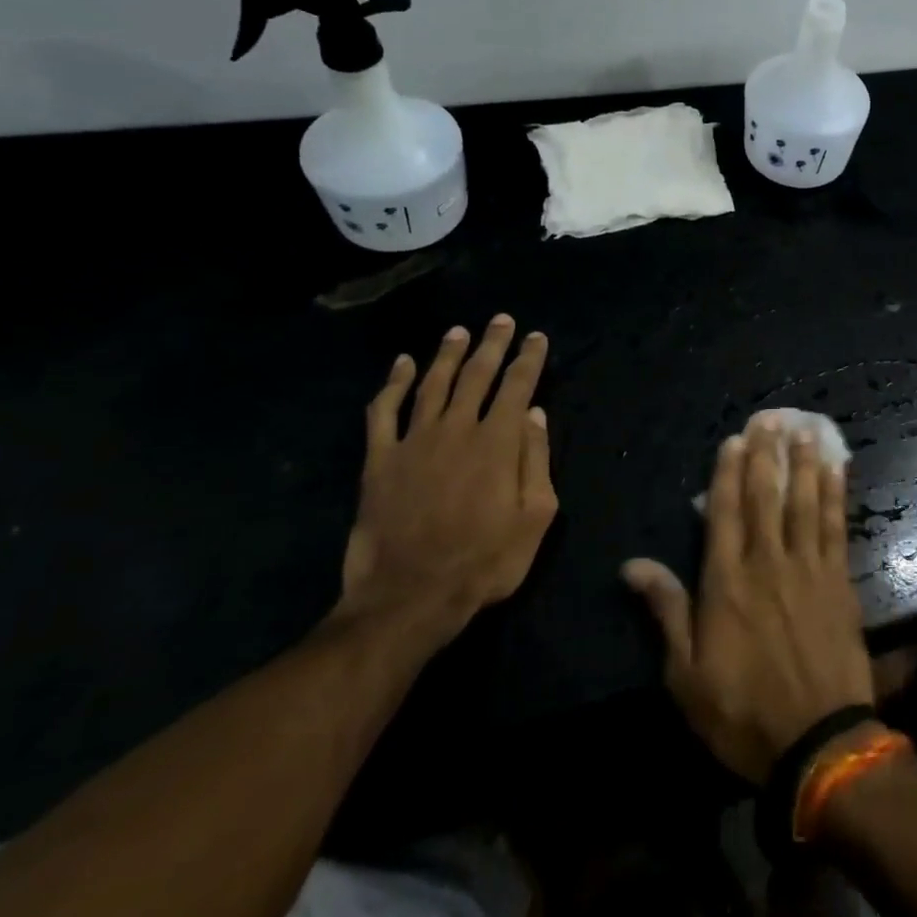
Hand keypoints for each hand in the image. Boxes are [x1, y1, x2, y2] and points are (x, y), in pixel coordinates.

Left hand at [336, 314, 555, 648]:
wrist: (410, 597)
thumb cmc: (484, 561)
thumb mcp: (535, 516)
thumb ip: (536, 459)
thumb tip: (533, 413)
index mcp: (498, 441)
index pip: (517, 385)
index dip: (528, 358)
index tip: (536, 337)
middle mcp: (457, 428)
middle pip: (477, 374)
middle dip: (492, 343)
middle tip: (501, 320)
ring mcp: (414, 441)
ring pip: (433, 383)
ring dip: (448, 354)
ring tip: (459, 331)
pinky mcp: (380, 460)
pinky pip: (384, 412)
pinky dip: (391, 384)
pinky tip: (400, 364)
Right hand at [623, 414, 872, 782]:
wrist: (817, 743)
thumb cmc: (742, 712)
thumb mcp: (686, 674)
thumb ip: (665, 610)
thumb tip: (632, 564)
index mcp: (726, 582)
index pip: (724, 513)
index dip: (728, 473)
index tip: (734, 440)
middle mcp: (767, 563)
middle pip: (765, 497)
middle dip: (766, 454)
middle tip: (770, 418)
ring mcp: (808, 569)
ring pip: (804, 502)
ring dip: (804, 463)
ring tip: (805, 429)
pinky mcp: (839, 582)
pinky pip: (836, 526)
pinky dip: (836, 495)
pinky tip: (838, 471)